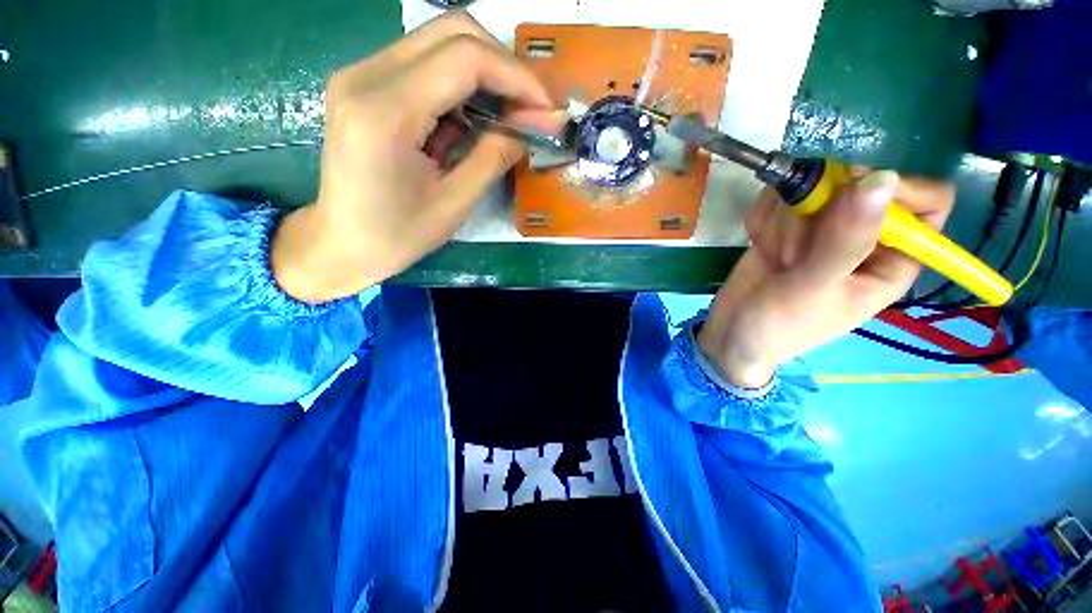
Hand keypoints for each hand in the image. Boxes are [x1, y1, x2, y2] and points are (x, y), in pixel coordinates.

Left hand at [272, 12, 560, 302]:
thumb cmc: (395, 235)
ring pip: (439, 41)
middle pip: (452, 31)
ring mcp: (361, 74)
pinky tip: (469, 121)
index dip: (517, 77)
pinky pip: (424, 62)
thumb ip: (494, 157)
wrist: (341, 243)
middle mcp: (366, 75)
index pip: (465, 58)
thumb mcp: (454, 204)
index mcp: (386, 111)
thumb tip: (534, 126)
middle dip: (503, 66)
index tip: (546, 108)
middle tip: (529, 108)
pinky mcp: (365, 83)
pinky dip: (459, 85)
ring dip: (483, 75)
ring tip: (505, 118)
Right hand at [698, 171, 955, 388]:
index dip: (896, 190)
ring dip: (782, 223)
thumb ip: (846, 239)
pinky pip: (777, 198)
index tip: (846, 194)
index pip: (927, 200)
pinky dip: (761, 220)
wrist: (731, 332)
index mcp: (893, 258)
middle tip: (792, 254)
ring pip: (811, 188)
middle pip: (857, 185)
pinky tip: (758, 246)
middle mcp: (863, 236)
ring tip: (774, 259)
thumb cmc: (780, 325)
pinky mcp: (786, 225)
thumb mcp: (815, 289)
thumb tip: (883, 177)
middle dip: (815, 214)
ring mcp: (821, 227)